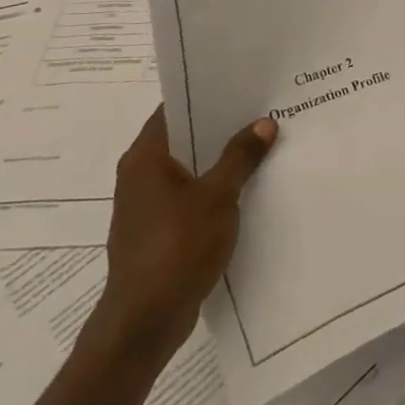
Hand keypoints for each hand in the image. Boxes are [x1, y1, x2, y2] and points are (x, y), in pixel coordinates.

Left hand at [86, 108, 277, 369]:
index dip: (205, 93)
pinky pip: (191, 196)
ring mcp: (148, 206)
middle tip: (263, 109)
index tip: (241, 82)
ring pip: (190, 169)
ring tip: (264, 144)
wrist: (144, 322)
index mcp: (146, 158)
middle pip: (184, 137)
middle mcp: (140, 176)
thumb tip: (264, 123)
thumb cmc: (176, 248)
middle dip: (222, 126)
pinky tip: (249, 187)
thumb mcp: (217, 196)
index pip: (174, 108)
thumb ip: (240, 157)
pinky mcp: (159, 232)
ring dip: (221, 159)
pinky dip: (216, 187)